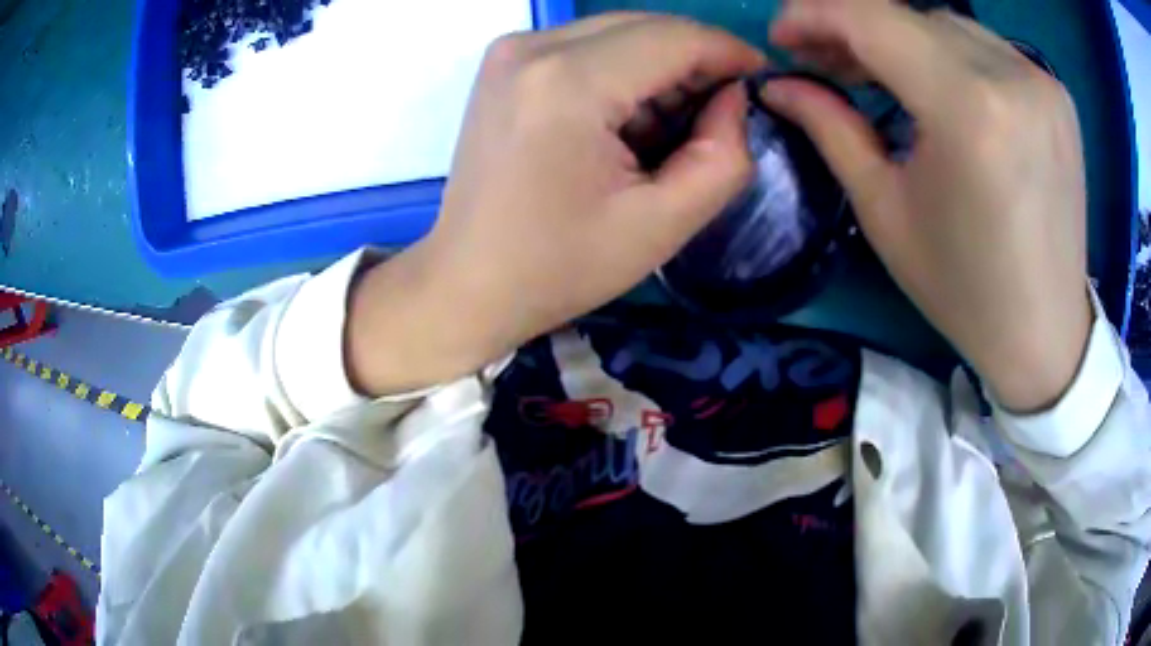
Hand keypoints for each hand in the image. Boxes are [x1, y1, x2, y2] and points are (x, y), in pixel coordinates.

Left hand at [348, 14, 764, 394]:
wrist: (468, 281)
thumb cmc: (560, 266)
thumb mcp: (662, 225)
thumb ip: (723, 157)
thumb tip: (734, 99)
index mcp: (569, 83)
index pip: (675, 37)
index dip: (728, 53)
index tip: (760, 80)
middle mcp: (532, 48)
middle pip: (646, 27)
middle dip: (695, 61)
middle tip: (717, 114)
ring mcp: (511, 51)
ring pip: (618, 32)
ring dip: (659, 69)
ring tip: (671, 129)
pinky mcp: (504, 64)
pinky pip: (586, 46)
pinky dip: (622, 73)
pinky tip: (627, 121)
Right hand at [760, 1, 1091, 411]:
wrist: (1046, 333)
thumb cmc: (964, 289)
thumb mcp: (885, 212)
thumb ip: (830, 128)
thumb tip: (777, 83)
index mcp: (969, 110)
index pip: (872, 18)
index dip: (815, 14)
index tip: (785, 37)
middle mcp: (1012, 77)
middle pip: (909, 15)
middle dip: (855, 29)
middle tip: (825, 62)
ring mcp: (1042, 81)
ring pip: (947, 25)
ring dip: (903, 39)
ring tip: (879, 75)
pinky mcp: (1057, 93)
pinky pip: (986, 47)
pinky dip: (949, 54)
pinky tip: (938, 86)